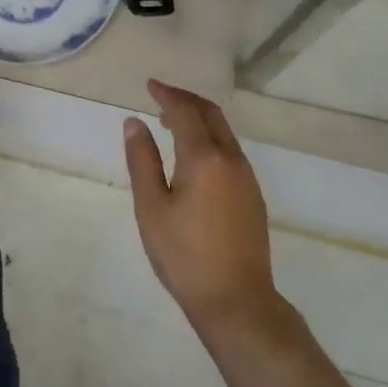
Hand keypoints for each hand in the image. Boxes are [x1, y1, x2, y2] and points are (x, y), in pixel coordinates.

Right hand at [124, 80, 279, 330]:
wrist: (237, 301)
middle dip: (185, 99)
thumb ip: (142, 161)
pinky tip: (193, 154)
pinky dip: (210, 137)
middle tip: (160, 96)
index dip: (166, 94)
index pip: (185, 112)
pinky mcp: (253, 194)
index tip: (149, 85)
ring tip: (171, 122)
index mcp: (204, 158)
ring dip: (199, 118)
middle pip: (211, 114)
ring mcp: (246, 177)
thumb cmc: (184, 255)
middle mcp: (231, 159)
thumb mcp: (151, 208)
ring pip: (224, 131)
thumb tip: (134, 122)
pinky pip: (230, 149)